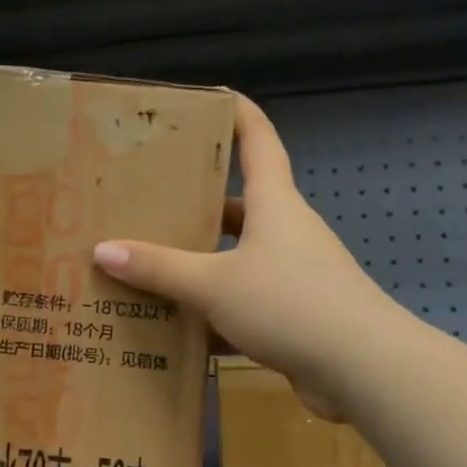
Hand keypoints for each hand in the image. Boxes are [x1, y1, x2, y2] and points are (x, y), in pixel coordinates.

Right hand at [93, 95, 391, 419]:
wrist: (363, 369)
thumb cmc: (290, 303)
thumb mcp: (214, 284)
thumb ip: (159, 268)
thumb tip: (103, 250)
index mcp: (274, 204)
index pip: (259, 140)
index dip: (238, 113)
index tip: (209, 96)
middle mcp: (286, 231)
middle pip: (239, 203)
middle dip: (197, 201)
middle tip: (149, 200)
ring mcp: (294, 274)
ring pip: (238, 257)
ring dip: (201, 262)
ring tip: (150, 265)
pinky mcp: (296, 314)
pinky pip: (245, 301)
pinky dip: (214, 312)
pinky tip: (179, 328)